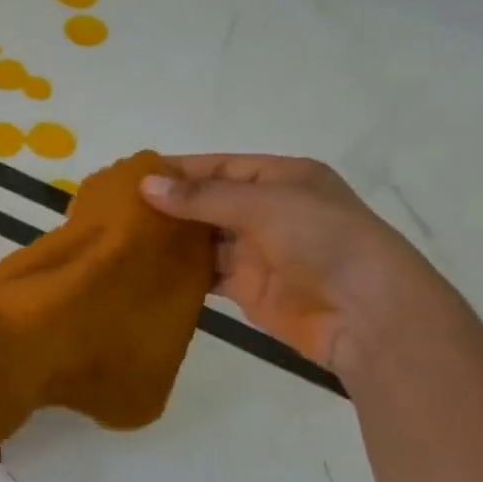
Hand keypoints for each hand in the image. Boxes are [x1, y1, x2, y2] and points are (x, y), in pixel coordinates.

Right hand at [139, 154, 445, 372]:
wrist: (367, 314)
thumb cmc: (324, 241)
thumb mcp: (265, 205)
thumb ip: (203, 197)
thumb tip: (145, 185)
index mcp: (282, 178)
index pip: (218, 167)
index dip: (176, 171)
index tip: (129, 178)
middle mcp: (268, 210)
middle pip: (207, 203)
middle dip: (167, 206)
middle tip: (116, 211)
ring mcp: (258, 251)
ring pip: (203, 239)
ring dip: (169, 240)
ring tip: (122, 239)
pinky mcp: (249, 288)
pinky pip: (206, 274)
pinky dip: (180, 272)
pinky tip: (146, 270)